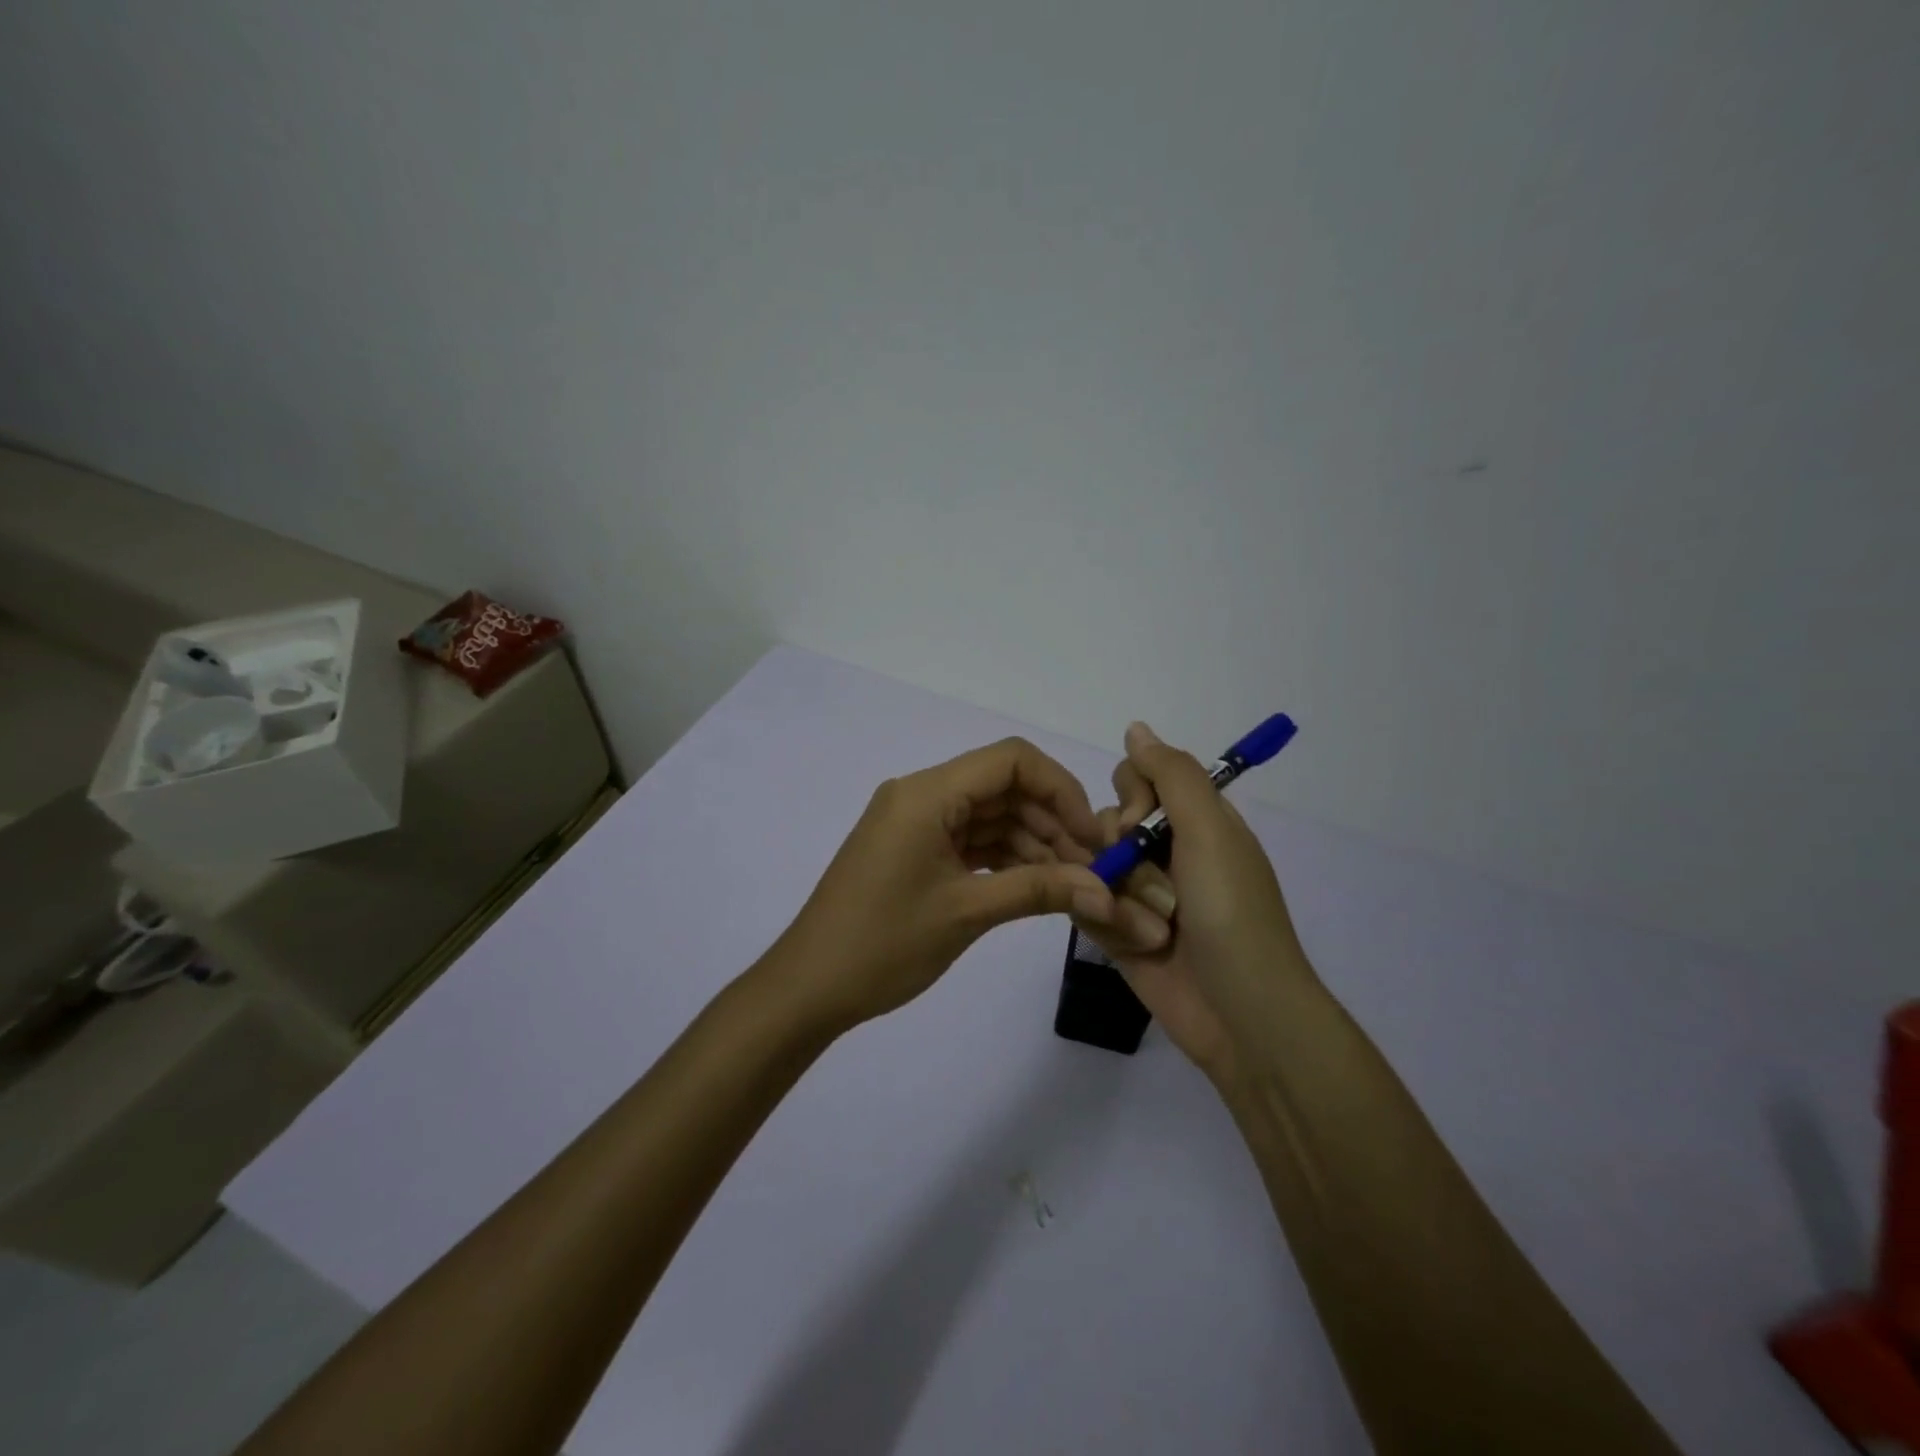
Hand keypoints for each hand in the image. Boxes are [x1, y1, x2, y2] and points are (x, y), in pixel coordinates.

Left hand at [772, 738, 1126, 1031]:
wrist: (809, 987)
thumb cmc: (883, 944)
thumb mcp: (967, 912)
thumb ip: (1039, 890)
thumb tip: (1106, 891)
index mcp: (927, 793)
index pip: (1010, 760)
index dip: (1061, 789)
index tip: (1093, 835)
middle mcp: (921, 794)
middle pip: (1003, 786)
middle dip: (1052, 821)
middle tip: (1092, 868)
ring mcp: (916, 822)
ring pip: (990, 815)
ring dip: (1032, 842)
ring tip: (1072, 884)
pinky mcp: (914, 848)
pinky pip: (970, 839)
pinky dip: (1004, 857)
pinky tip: (1037, 884)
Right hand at [1072, 723, 1309, 1084]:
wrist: (1241, 1015)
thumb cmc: (1231, 914)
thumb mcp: (1211, 831)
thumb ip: (1172, 774)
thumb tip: (1135, 727)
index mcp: (1195, 822)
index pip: (1139, 777)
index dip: (1131, 795)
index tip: (1140, 823)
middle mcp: (1166, 851)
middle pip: (1108, 820)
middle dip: (1120, 852)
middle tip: (1155, 888)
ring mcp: (1140, 893)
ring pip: (1091, 863)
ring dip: (1118, 895)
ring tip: (1152, 931)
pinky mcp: (1119, 930)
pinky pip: (1085, 904)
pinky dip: (1105, 921)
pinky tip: (1133, 944)